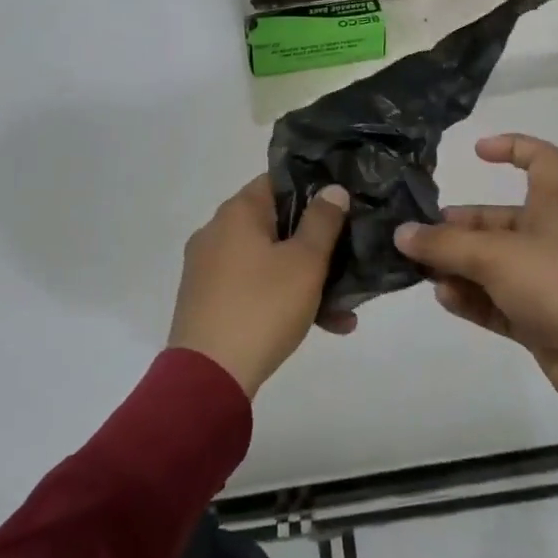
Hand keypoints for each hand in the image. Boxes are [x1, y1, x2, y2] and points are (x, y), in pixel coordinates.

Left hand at [169, 177, 350, 397]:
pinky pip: (254, 288)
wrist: (209, 376)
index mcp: (237, 212)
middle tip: (350, 262)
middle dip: (316, 245)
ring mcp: (209, 268)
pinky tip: (321, 326)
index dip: (314, 190)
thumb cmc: (263, 306)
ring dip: (306, 280)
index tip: (344, 206)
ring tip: (344, 311)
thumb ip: (323, 221)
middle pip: (276, 225)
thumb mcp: (305, 262)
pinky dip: (283, 299)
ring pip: (269, 262)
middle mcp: (217, 232)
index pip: (279, 181)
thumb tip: (332, 189)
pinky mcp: (208, 301)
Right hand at [394, 134, 557, 416]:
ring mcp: (539, 282)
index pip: (541, 160)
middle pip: (495, 221)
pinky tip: (444, 298)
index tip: (476, 153)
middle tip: (417, 240)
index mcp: (550, 208)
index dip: (512, 147)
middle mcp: (544, 239)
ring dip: (455, 266)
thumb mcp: (495, 256)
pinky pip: (492, 301)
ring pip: (488, 265)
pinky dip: (469, 299)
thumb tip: (401, 233)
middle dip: (457, 228)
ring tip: (421, 273)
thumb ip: (445, 244)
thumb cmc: (556, 285)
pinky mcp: (534, 319)